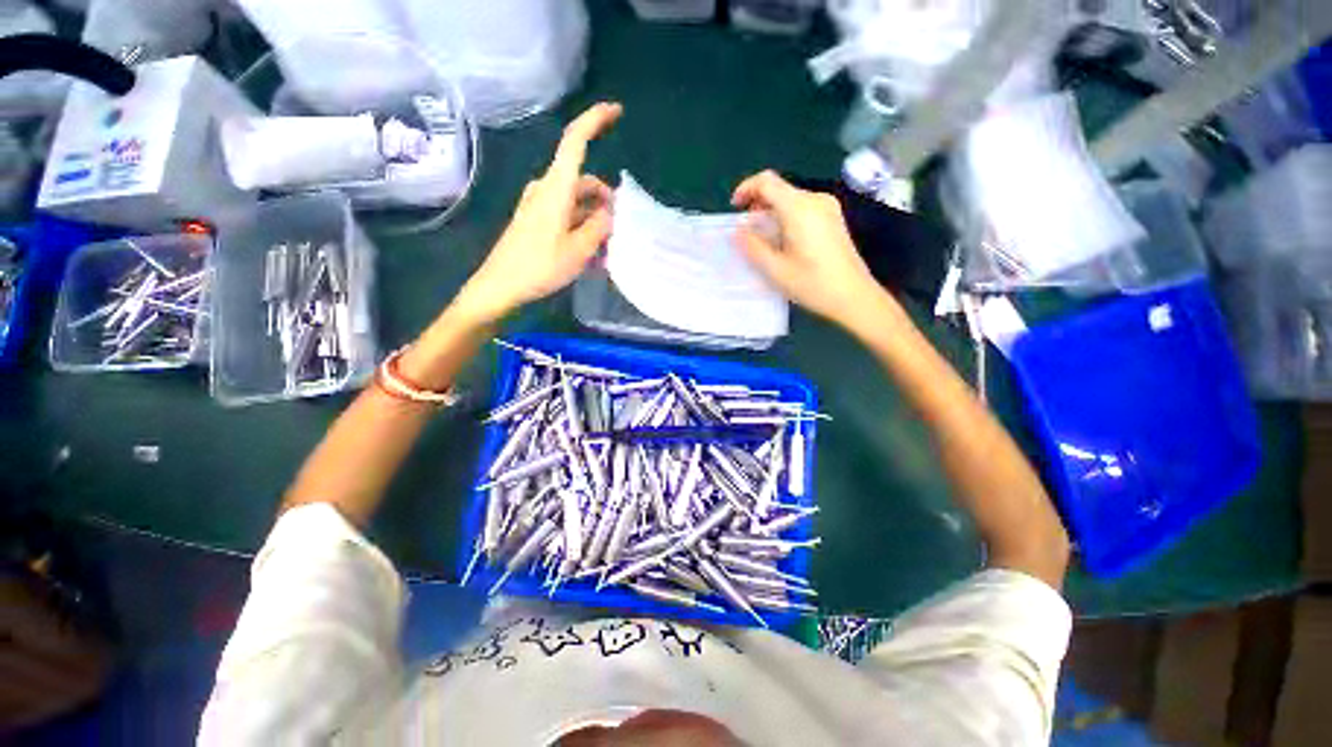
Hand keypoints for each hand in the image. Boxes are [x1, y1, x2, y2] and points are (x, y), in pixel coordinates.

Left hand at [454, 102, 621, 323]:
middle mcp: (546, 190)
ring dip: (595, 217)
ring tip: (608, 248)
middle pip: (582, 179)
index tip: (617, 111)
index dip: (595, 120)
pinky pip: (565, 214)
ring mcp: (538, 205)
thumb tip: (610, 212)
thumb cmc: (539, 267)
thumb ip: (599, 227)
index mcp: (556, 189)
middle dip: (605, 198)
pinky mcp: (535, 220)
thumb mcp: (579, 250)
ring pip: (576, 200)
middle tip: (621, 227)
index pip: (575, 141)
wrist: (500, 286)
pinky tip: (592, 251)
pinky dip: (582, 226)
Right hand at [731, 170, 890, 331]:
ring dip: (772, 212)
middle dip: (758, 204)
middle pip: (780, 189)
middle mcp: (815, 200)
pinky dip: (786, 217)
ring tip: (762, 238)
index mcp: (799, 208)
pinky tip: (783, 240)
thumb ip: (753, 246)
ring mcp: (828, 208)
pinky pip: (803, 208)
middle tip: (747, 229)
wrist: (854, 297)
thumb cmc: (813, 284)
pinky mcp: (833, 218)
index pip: (767, 181)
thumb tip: (739, 230)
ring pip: (791, 199)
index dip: (747, 188)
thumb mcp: (775, 269)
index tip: (735, 208)